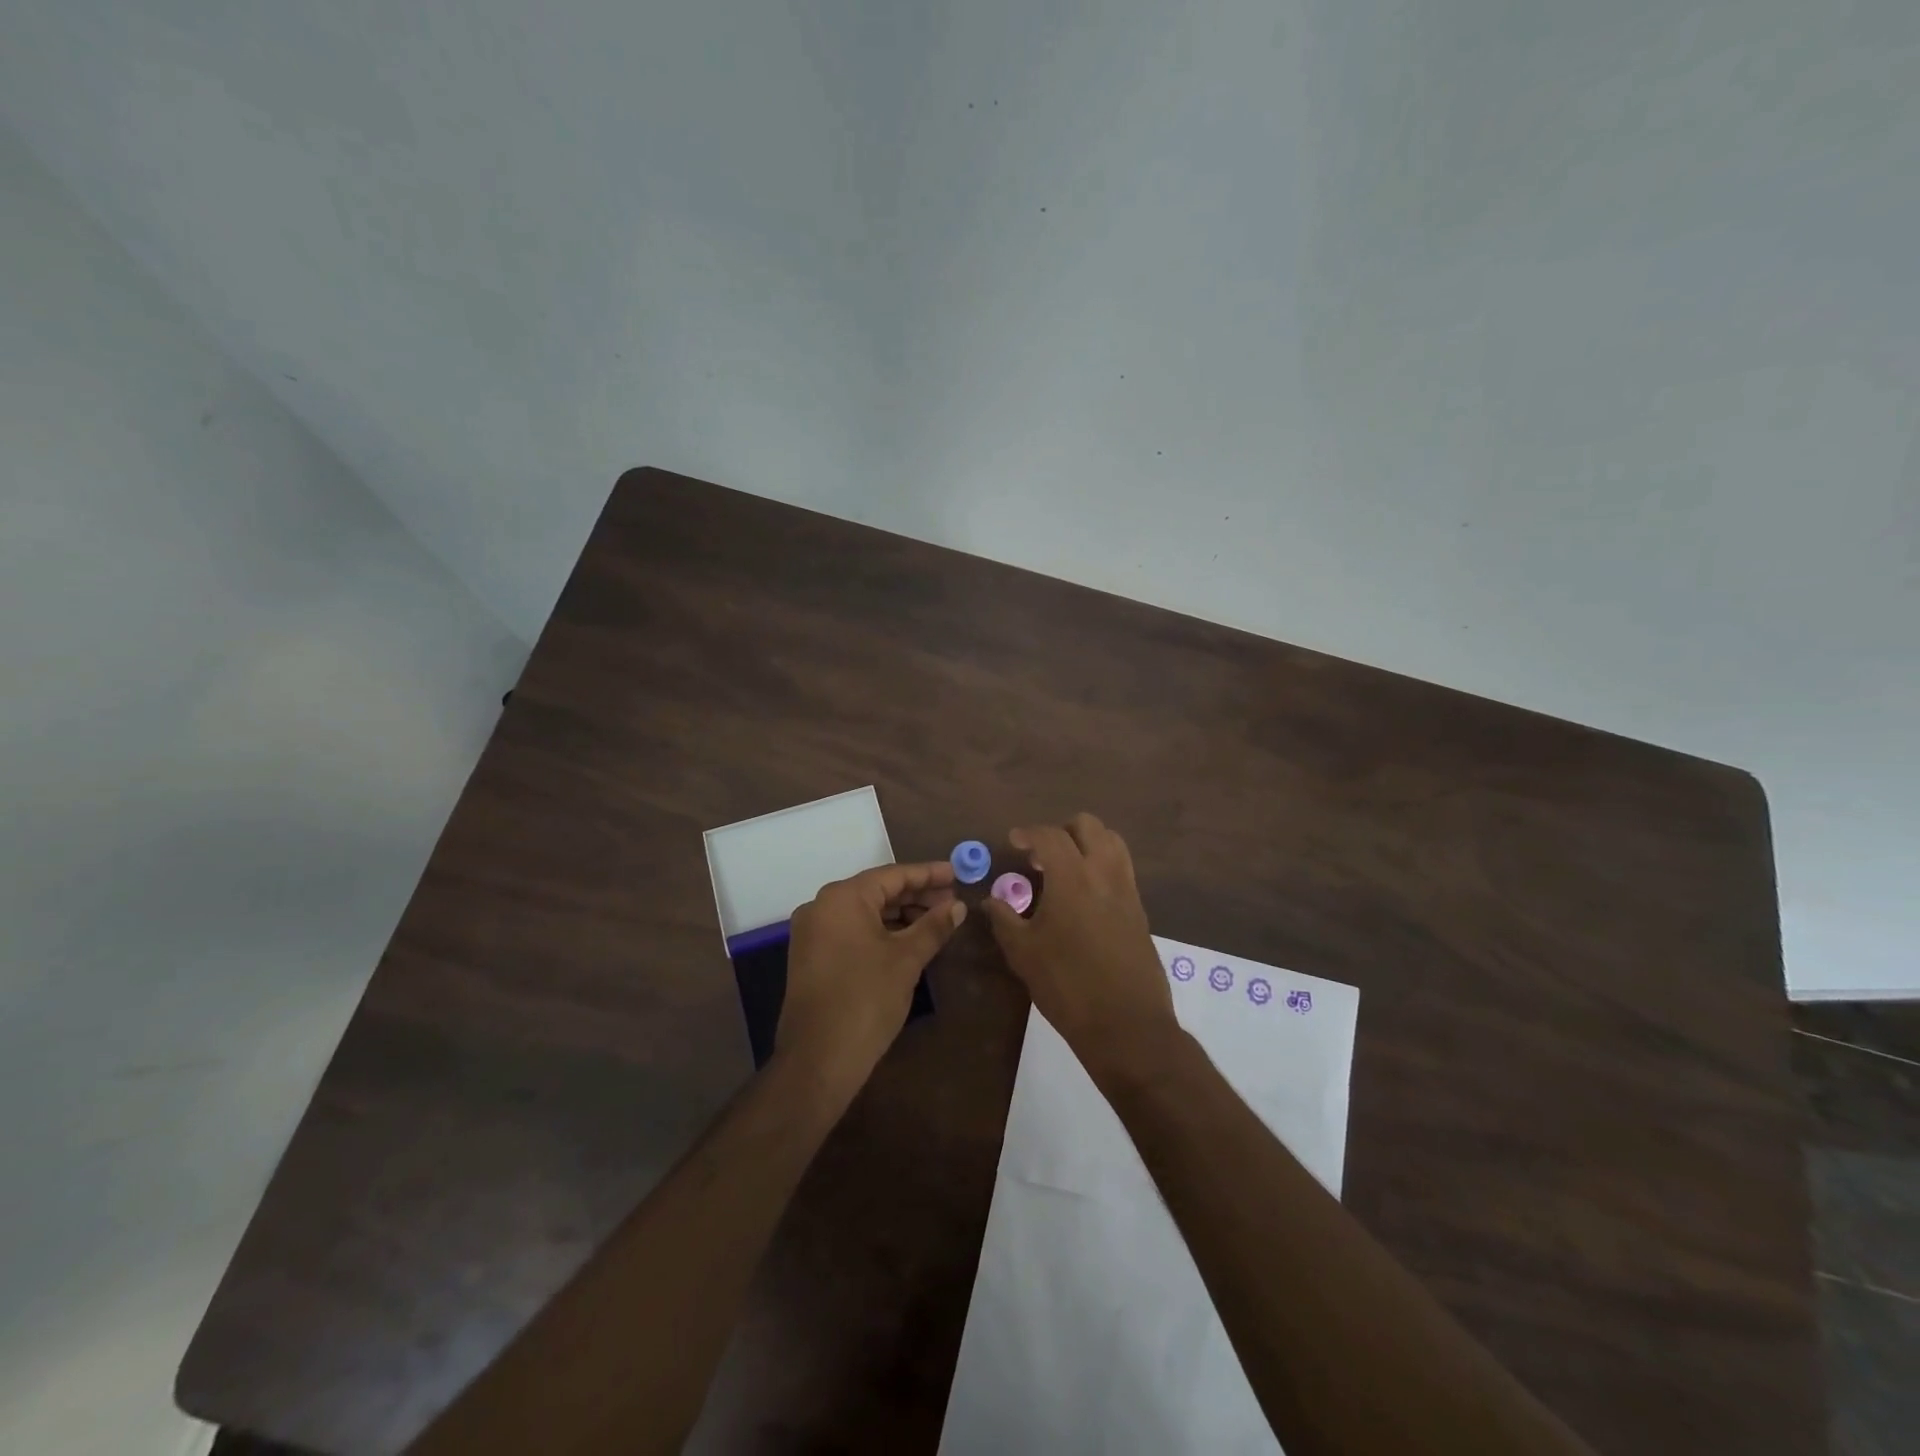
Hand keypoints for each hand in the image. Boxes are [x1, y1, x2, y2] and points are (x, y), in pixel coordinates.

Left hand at [779, 861, 965, 1087]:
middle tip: (952, 902)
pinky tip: (909, 941)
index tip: (957, 873)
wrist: (818, 1059)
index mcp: (842, 898)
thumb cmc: (866, 999)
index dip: (928, 874)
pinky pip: (853, 931)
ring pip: (865, 912)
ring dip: (900, 915)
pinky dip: (881, 932)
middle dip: (916, 896)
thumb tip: (957, 906)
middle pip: (878, 891)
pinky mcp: (812, 956)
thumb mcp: (907, 959)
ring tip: (936, 922)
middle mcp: (822, 907)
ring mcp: (813, 932)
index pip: (893, 875)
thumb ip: (933, 926)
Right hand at [980, 813, 1181, 1086]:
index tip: (1014, 842)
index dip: (1028, 833)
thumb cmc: (1067, 986)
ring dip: (1087, 844)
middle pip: (1089, 826)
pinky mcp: (1140, 910)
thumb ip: (1005, 918)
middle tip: (1041, 855)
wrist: (1126, 1025)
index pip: (1050, 836)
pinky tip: (1084, 897)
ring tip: (1065, 870)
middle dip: (1062, 831)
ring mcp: (1128, 890)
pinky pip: (1122, 870)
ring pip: (1112, 843)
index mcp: (1072, 877)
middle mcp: (1104, 873)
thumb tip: (991, 900)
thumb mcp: (1023, 953)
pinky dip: (1101, 866)